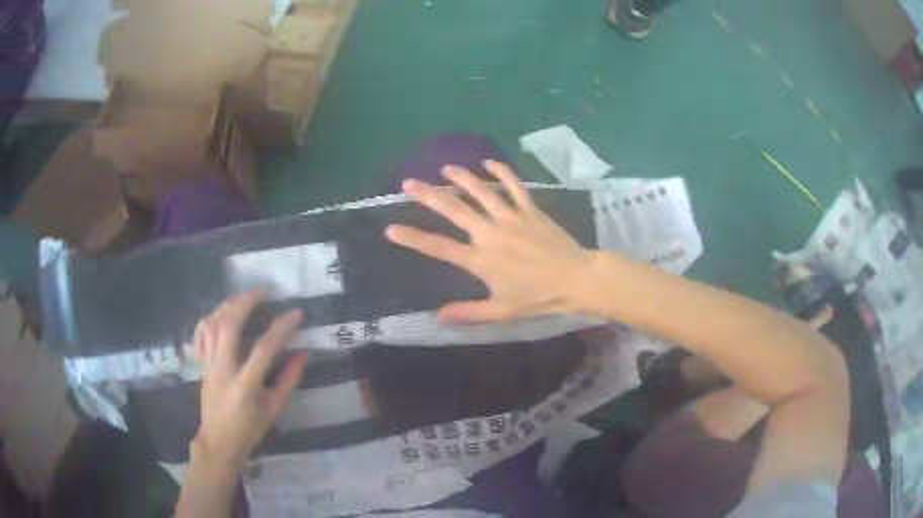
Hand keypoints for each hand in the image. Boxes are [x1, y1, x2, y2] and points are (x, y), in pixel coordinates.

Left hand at [191, 290, 308, 471]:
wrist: (219, 440)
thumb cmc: (250, 428)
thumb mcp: (275, 408)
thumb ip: (289, 379)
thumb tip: (303, 353)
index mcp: (245, 385)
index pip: (264, 349)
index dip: (281, 327)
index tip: (296, 313)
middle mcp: (223, 369)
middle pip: (229, 326)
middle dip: (246, 302)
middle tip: (263, 291)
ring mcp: (209, 365)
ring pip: (213, 324)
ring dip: (229, 305)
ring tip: (245, 296)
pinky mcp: (201, 364)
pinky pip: (200, 333)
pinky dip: (209, 318)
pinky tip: (221, 312)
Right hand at [385, 160, 592, 321]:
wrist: (577, 279)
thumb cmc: (539, 297)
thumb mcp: (502, 311)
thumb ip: (469, 312)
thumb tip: (438, 316)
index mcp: (481, 260)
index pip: (440, 248)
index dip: (413, 238)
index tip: (391, 229)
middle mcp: (491, 233)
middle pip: (454, 210)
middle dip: (428, 195)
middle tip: (408, 183)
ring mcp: (511, 217)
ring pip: (481, 191)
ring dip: (461, 178)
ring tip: (444, 169)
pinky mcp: (530, 209)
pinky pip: (514, 186)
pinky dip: (502, 172)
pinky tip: (489, 162)